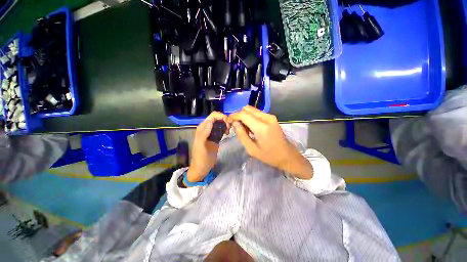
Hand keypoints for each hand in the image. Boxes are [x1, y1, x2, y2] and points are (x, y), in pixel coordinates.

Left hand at [187, 112, 229, 182]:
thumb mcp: (201, 146)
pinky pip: (221, 129)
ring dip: (225, 125)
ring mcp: (211, 133)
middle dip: (224, 120)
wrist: (202, 168)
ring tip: (228, 132)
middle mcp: (207, 128)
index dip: (221, 116)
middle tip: (229, 129)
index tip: (228, 123)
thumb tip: (211, 121)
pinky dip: (225, 129)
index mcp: (202, 128)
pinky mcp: (215, 137)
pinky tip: (227, 134)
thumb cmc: (201, 158)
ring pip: (220, 123)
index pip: (212, 116)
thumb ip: (204, 133)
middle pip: (217, 118)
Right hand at [227, 106, 312, 178]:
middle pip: (247, 109)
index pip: (243, 114)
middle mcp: (266, 117)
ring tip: (243, 128)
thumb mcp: (251, 149)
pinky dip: (250, 117)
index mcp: (261, 127)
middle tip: (235, 126)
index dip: (233, 116)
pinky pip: (257, 113)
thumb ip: (241, 134)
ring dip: (244, 116)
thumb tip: (234, 123)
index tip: (228, 121)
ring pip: (252, 110)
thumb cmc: (269, 155)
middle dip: (238, 115)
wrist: (287, 155)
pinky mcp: (272, 117)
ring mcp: (270, 116)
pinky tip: (251, 127)